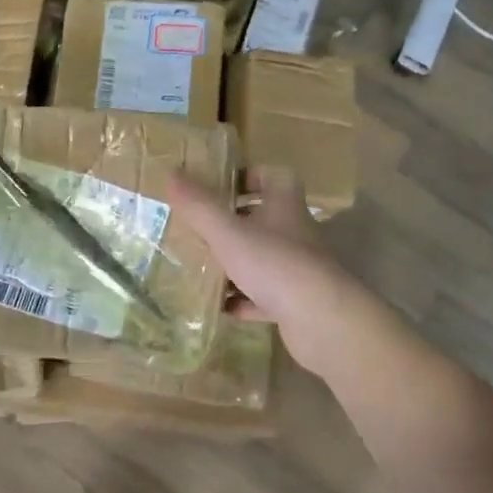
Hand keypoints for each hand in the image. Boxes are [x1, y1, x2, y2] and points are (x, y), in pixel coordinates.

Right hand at [170, 166, 371, 378]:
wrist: (321, 320)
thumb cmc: (274, 263)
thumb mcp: (228, 231)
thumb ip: (199, 205)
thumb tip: (171, 172)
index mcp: (284, 205)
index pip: (273, 176)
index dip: (248, 176)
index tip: (220, 185)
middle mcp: (294, 232)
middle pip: (264, 218)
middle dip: (232, 221)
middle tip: (199, 228)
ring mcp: (297, 268)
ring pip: (262, 258)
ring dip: (235, 262)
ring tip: (200, 266)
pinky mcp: (295, 301)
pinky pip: (263, 295)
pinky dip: (242, 299)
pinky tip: (219, 306)